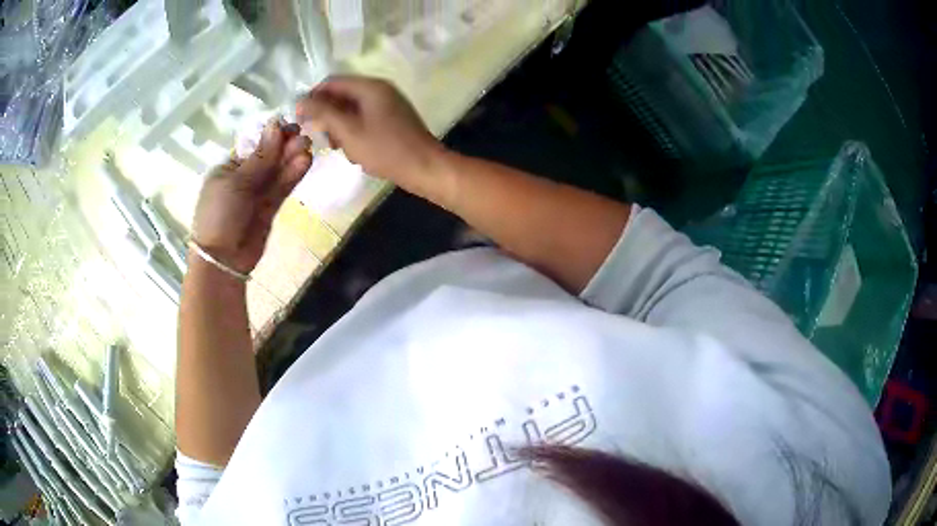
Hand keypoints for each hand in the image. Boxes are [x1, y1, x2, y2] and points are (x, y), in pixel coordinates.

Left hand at [191, 119, 311, 274]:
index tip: (289, 126)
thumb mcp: (236, 183)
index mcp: (228, 167)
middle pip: (268, 157)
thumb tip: (276, 124)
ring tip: (307, 148)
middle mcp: (243, 178)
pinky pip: (282, 187)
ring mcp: (257, 194)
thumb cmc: (219, 215)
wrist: (222, 260)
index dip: (271, 135)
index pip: (253, 145)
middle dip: (284, 146)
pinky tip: (305, 162)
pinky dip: (293, 175)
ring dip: (292, 159)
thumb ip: (260, 156)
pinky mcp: (270, 208)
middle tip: (303, 136)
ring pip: (277, 172)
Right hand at [295, 76, 449, 198]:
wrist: (424, 168)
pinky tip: (353, 149)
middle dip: (327, 115)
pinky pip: (364, 118)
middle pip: (342, 94)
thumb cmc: (385, 149)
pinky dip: (354, 131)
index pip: (332, 82)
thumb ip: (323, 113)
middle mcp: (380, 89)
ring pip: (352, 108)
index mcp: (370, 86)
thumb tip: (300, 100)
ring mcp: (388, 103)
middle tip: (321, 138)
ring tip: (338, 147)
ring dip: (340, 126)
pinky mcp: (392, 118)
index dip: (312, 98)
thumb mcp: (348, 131)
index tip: (301, 119)